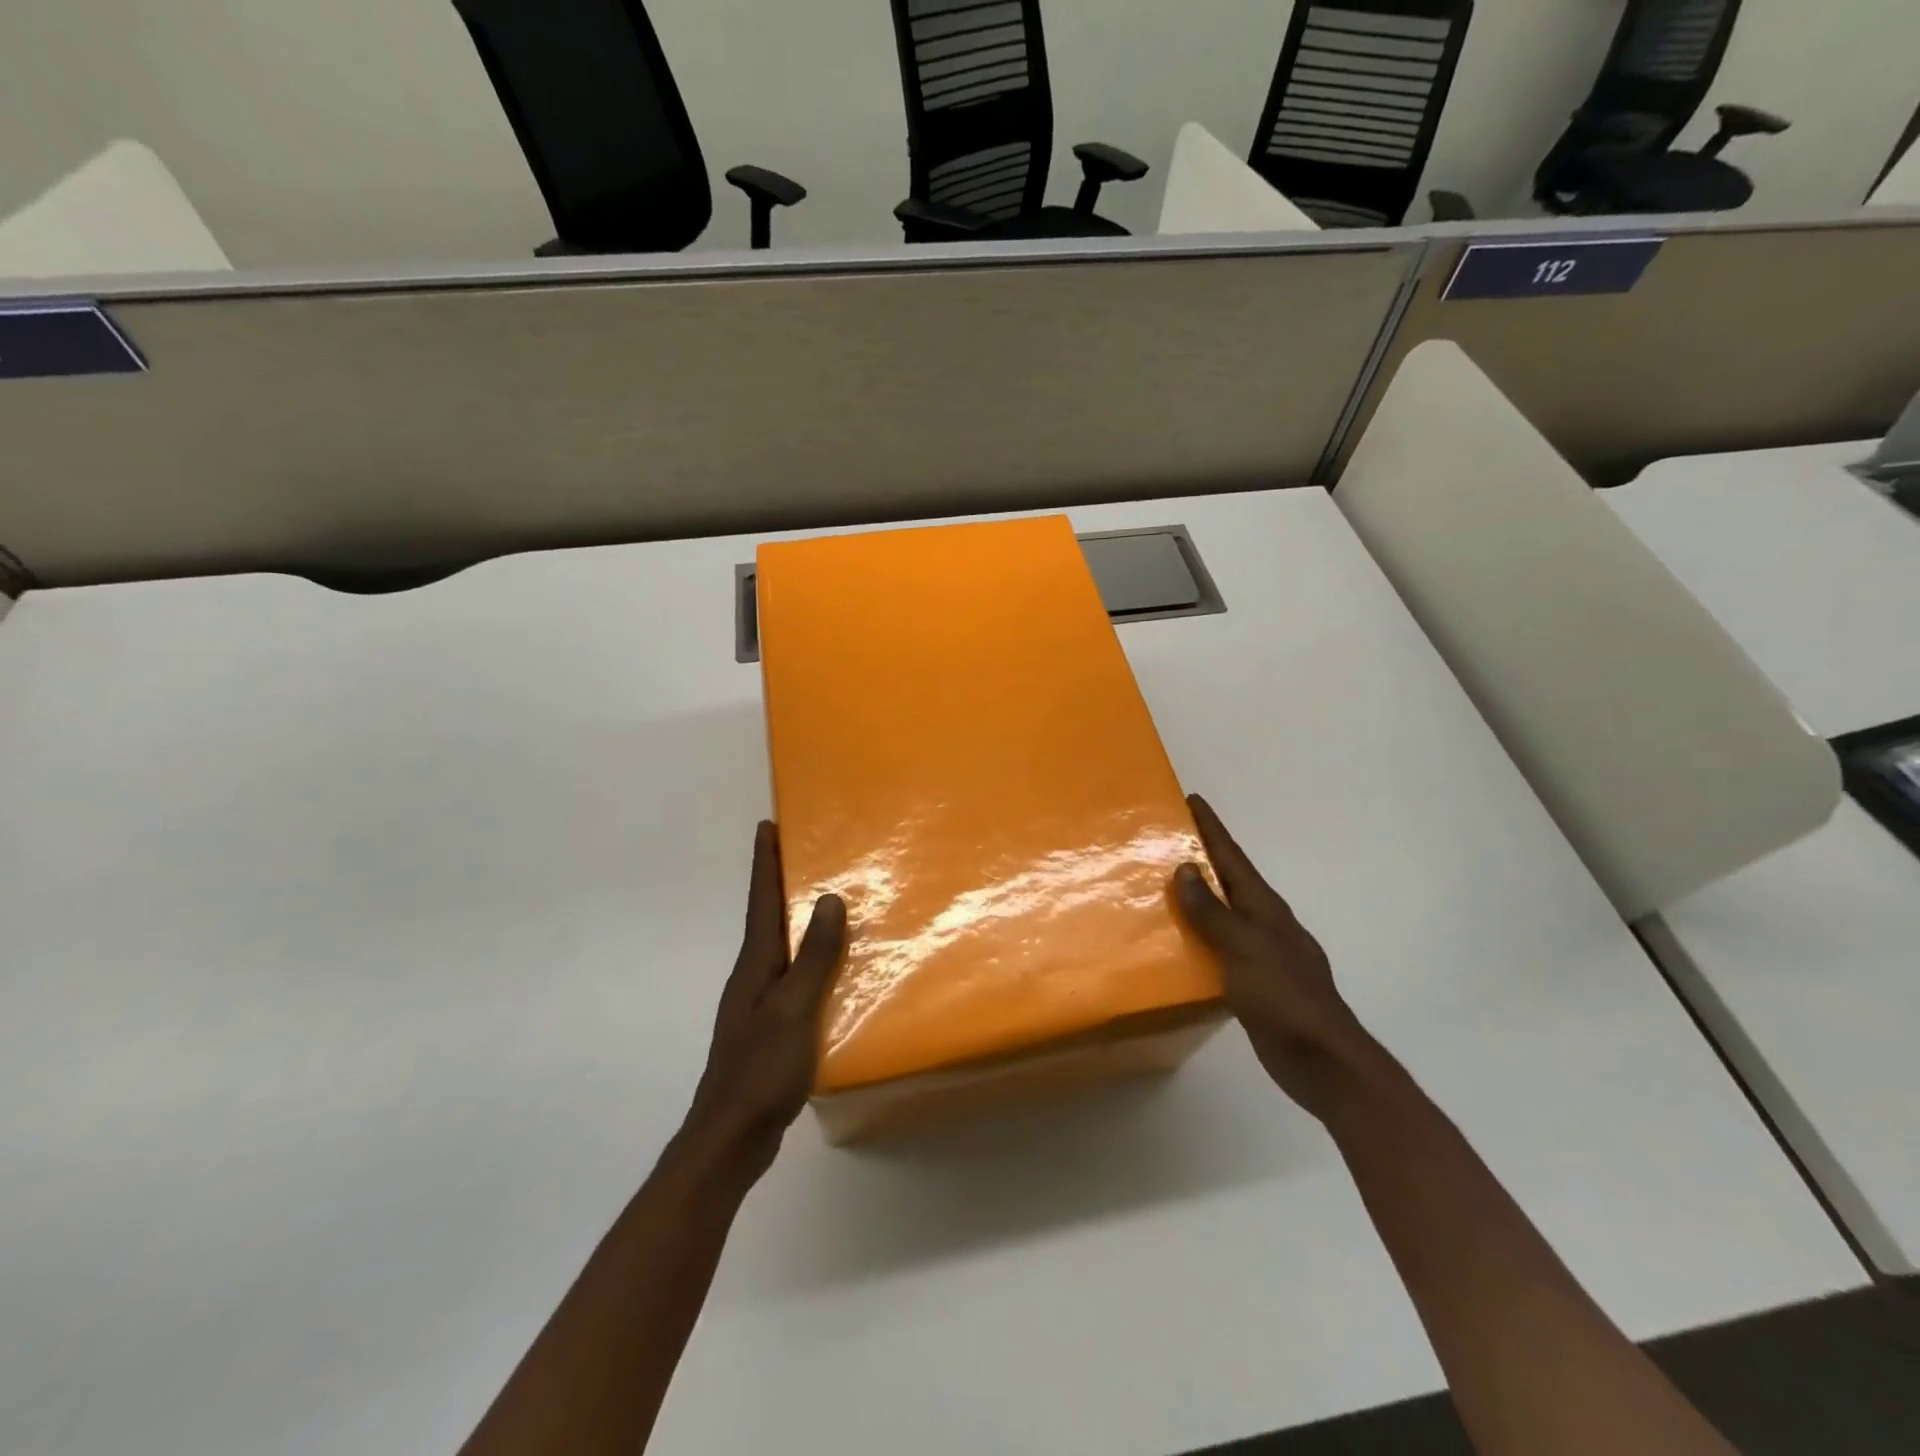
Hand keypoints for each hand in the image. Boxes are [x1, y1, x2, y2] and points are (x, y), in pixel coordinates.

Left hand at [683, 822, 846, 1175]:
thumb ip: (813, 956)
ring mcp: (759, 1004)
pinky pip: (793, 978)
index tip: (766, 825)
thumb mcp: (793, 1008)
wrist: (730, 1137)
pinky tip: (832, 971)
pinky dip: (809, 960)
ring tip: (826, 903)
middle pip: (767, 918)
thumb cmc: (761, 1068)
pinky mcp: (770, 1028)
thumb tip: (828, 899)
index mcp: (755, 964)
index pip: (760, 900)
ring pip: (781, 948)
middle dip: (780, 882)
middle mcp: (752, 976)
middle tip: (805, 852)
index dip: (764, 862)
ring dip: (796, 921)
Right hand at [1173, 794, 1381, 1118]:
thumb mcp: (1245, 947)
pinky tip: (1177, 942)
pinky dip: (1198, 936)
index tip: (1191, 800)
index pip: (1233, 857)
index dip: (1212, 828)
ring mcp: (1261, 953)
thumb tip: (1186, 867)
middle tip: (1165, 839)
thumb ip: (1213, 911)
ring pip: (1222, 914)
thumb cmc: (1284, 996)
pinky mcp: (1252, 982)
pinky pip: (1218, 947)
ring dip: (1196, 897)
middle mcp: (1264, 923)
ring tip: (1160, 885)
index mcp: (1265, 908)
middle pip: (1228, 880)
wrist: (1321, 1060)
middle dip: (1201, 857)